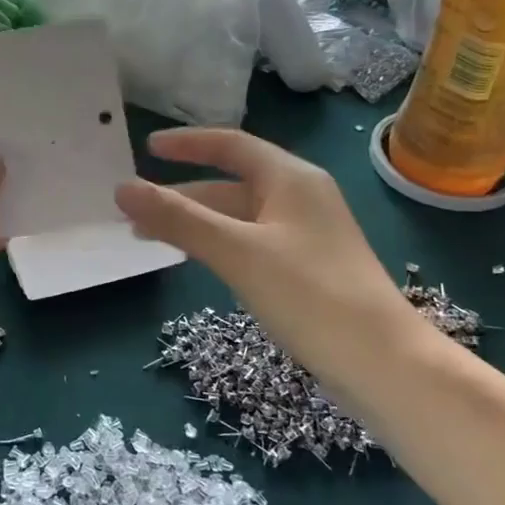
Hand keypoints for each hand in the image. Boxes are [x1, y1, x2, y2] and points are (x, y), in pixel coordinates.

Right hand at [115, 129, 434, 393]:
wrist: (381, 362)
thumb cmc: (309, 294)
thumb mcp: (237, 251)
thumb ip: (179, 219)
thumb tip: (122, 188)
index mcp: (290, 178)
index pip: (230, 145)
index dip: (187, 143)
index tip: (146, 149)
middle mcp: (300, 198)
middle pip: (231, 183)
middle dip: (182, 194)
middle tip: (135, 211)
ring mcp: (306, 235)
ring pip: (239, 217)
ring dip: (197, 222)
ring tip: (151, 238)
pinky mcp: (307, 268)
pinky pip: (251, 242)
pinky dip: (218, 245)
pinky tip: (198, 261)